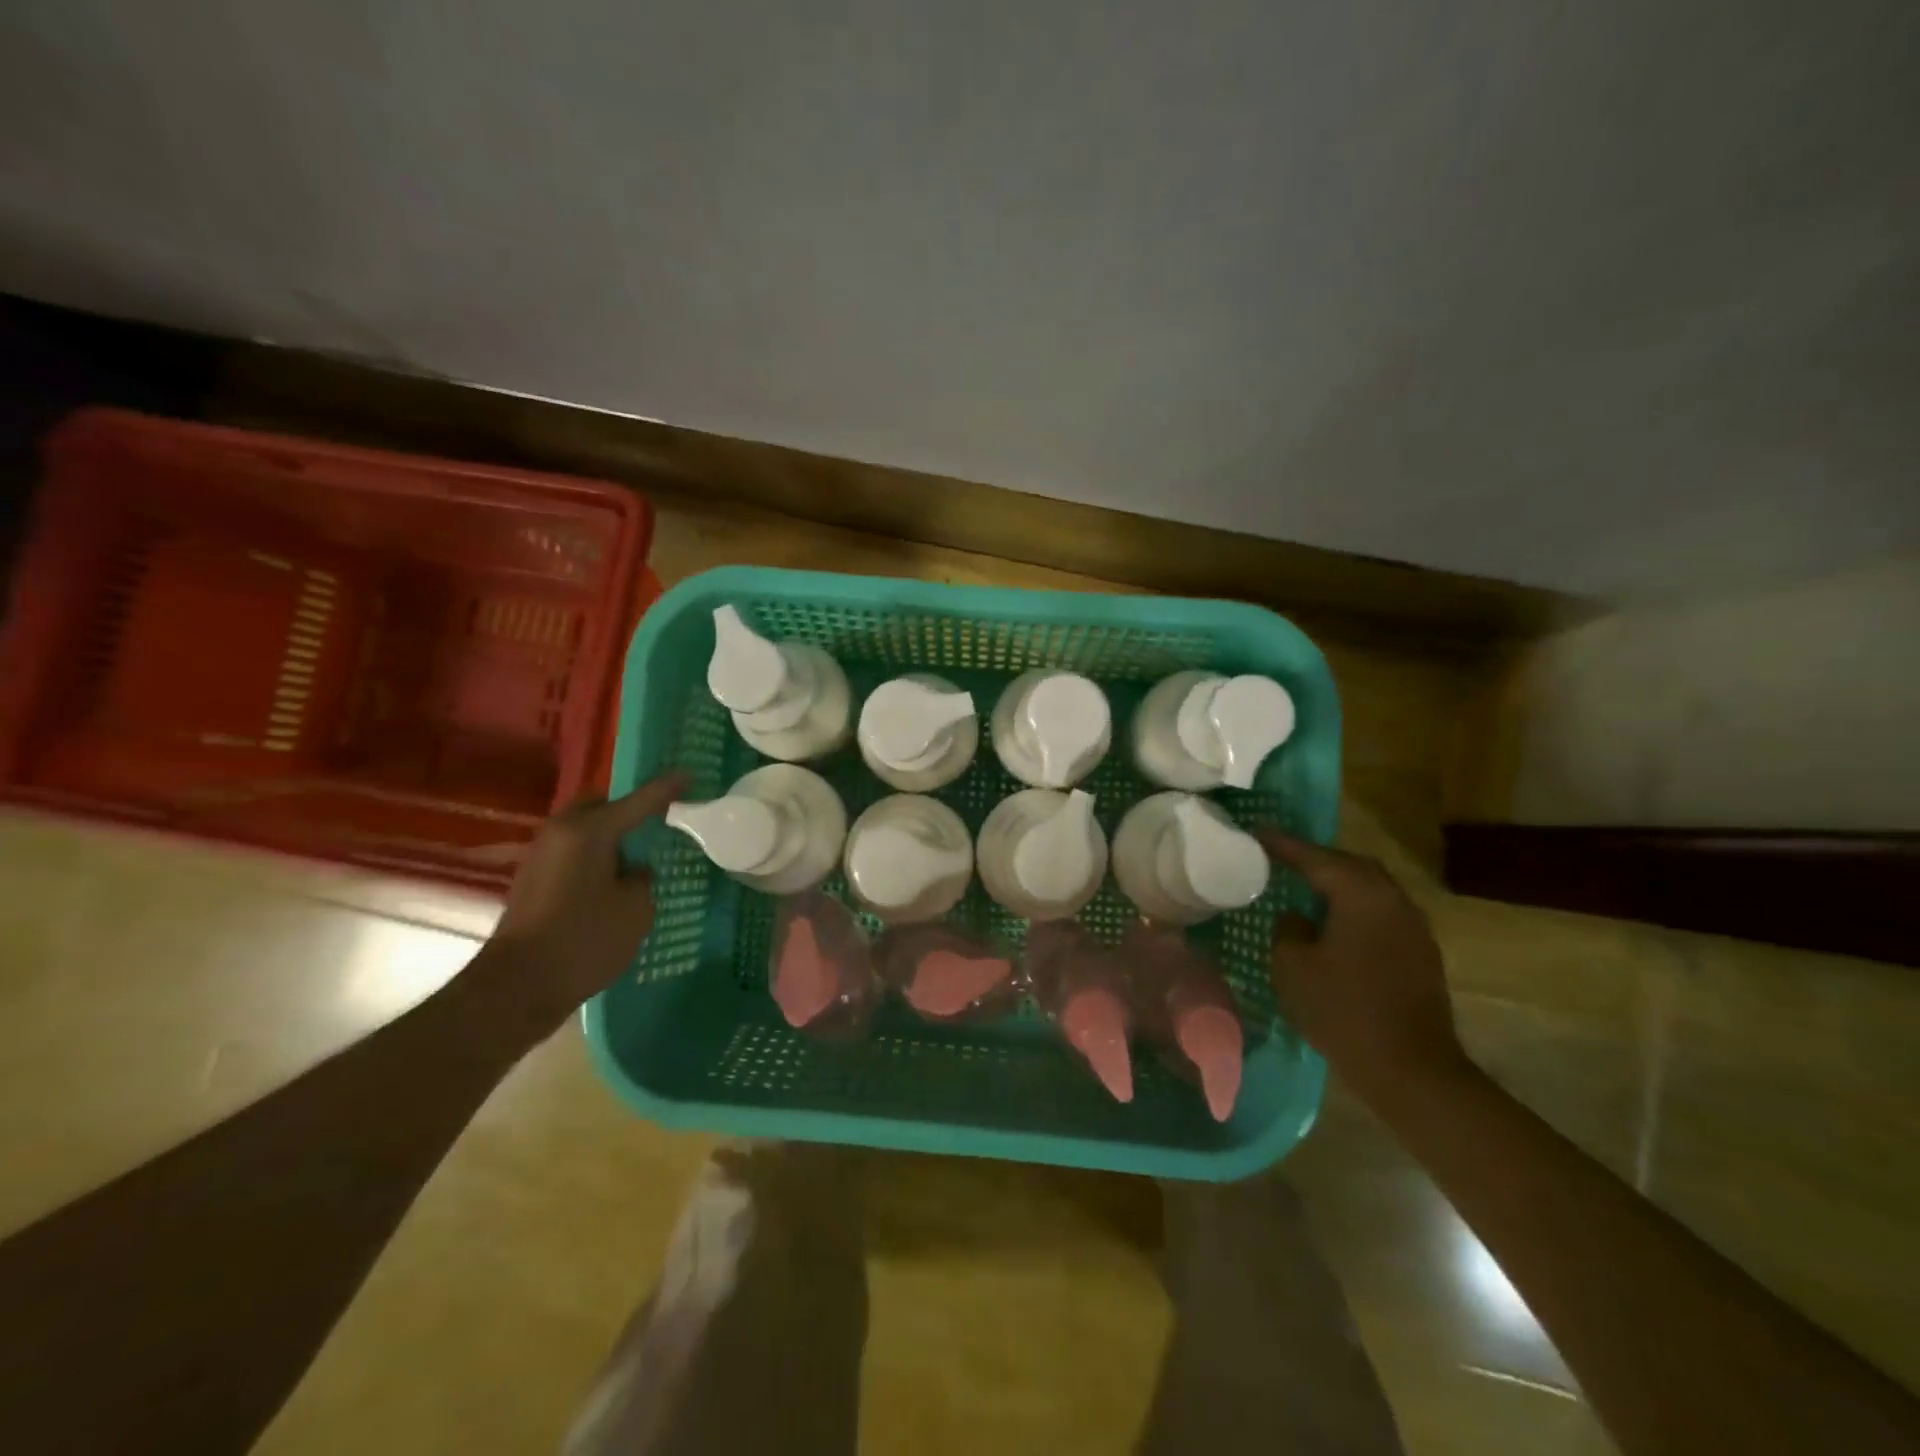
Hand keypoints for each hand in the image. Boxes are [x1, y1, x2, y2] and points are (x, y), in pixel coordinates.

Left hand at [480, 771, 687, 1037]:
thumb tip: (633, 870)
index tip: (688, 774)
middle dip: (628, 809)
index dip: (667, 788)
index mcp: (589, 831)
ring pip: (584, 830)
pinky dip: (595, 857)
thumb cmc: (584, 940)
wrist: (517, 987)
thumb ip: (642, 879)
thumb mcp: (635, 909)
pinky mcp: (533, 881)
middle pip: (600, 807)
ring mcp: (541, 856)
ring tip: (639, 852)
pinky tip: (613, 879)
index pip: (639, 800)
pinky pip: (573, 853)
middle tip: (658, 819)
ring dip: (609, 835)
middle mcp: (560, 833)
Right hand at [1259, 830, 1469, 1107]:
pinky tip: (1334, 923)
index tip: (1256, 832)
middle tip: (1282, 858)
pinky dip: (1355, 906)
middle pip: (1350, 865)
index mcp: (1360, 895)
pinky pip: (1381, 911)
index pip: (1314, 857)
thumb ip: (1287, 930)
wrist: (1411, 1069)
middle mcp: (1392, 900)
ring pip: (1370, 887)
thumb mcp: (1292, 967)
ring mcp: (1413, 926)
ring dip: (1339, 883)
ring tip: (1305, 887)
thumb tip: (1296, 917)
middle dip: (1316, 859)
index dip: (1282, 844)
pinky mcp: (1421, 952)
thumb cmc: (1342, 1011)